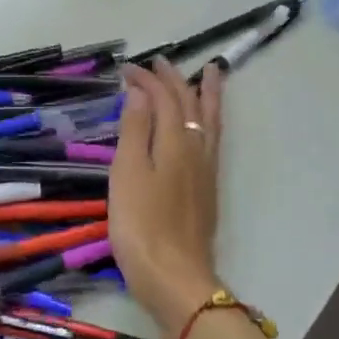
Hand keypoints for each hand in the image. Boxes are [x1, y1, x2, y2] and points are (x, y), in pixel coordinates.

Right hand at [110, 58, 225, 338]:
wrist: (174, 276)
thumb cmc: (141, 225)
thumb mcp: (128, 173)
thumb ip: (135, 129)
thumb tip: (141, 91)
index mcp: (174, 141)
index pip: (162, 98)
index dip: (146, 79)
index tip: (126, 69)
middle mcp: (196, 149)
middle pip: (189, 104)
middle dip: (174, 80)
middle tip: (161, 62)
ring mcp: (206, 170)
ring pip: (209, 120)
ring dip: (206, 93)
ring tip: (210, 73)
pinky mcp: (207, 189)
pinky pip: (213, 139)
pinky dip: (210, 119)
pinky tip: (205, 125)